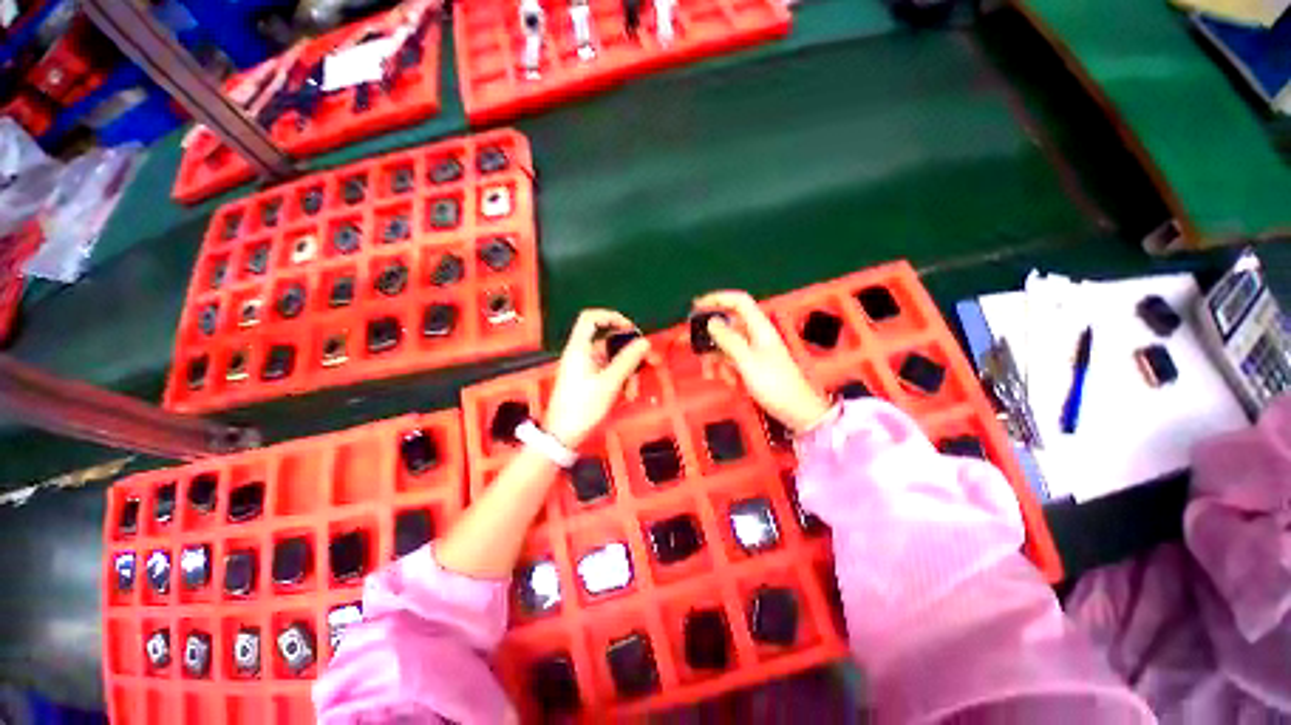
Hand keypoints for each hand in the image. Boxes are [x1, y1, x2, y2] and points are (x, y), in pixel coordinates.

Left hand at [544, 309, 651, 447]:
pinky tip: (626, 395)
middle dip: (629, 354)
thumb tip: (645, 342)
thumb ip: (628, 360)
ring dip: (627, 372)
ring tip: (633, 391)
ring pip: (612, 360)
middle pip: (609, 342)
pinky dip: (619, 380)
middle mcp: (582, 353)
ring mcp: (585, 367)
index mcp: (580, 348)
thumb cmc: (583, 406)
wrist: (563, 434)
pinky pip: (608, 372)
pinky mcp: (588, 379)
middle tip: (649, 362)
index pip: (591, 318)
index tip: (630, 329)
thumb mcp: (609, 383)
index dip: (611, 317)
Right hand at [693, 291, 830, 432]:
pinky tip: (726, 380)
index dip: (718, 298)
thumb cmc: (775, 385)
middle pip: (728, 325)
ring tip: (711, 374)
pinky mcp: (753, 363)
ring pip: (727, 344)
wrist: (796, 410)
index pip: (739, 301)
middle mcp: (756, 335)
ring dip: (716, 358)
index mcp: (760, 328)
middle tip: (695, 348)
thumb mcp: (747, 362)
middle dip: (711, 338)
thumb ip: (729, 340)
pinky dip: (725, 367)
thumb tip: (712, 321)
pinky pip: (732, 358)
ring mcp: (755, 349)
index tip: (697, 305)